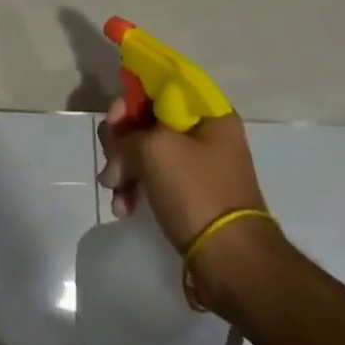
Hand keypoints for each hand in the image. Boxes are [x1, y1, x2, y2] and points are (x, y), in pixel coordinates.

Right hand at [97, 101, 277, 308]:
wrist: (231, 260)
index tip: (115, 116)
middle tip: (113, 156)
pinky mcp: (187, 193)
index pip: (162, 84)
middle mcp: (204, 134)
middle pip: (147, 118)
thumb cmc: (197, 192)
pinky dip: (133, 188)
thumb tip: (119, 158)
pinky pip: (150, 177)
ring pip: (143, 150)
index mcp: (207, 113)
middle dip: (122, 138)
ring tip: (115, 191)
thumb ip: (126, 135)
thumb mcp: (154, 149)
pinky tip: (124, 207)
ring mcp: (195, 165)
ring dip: (123, 168)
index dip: (132, 94)